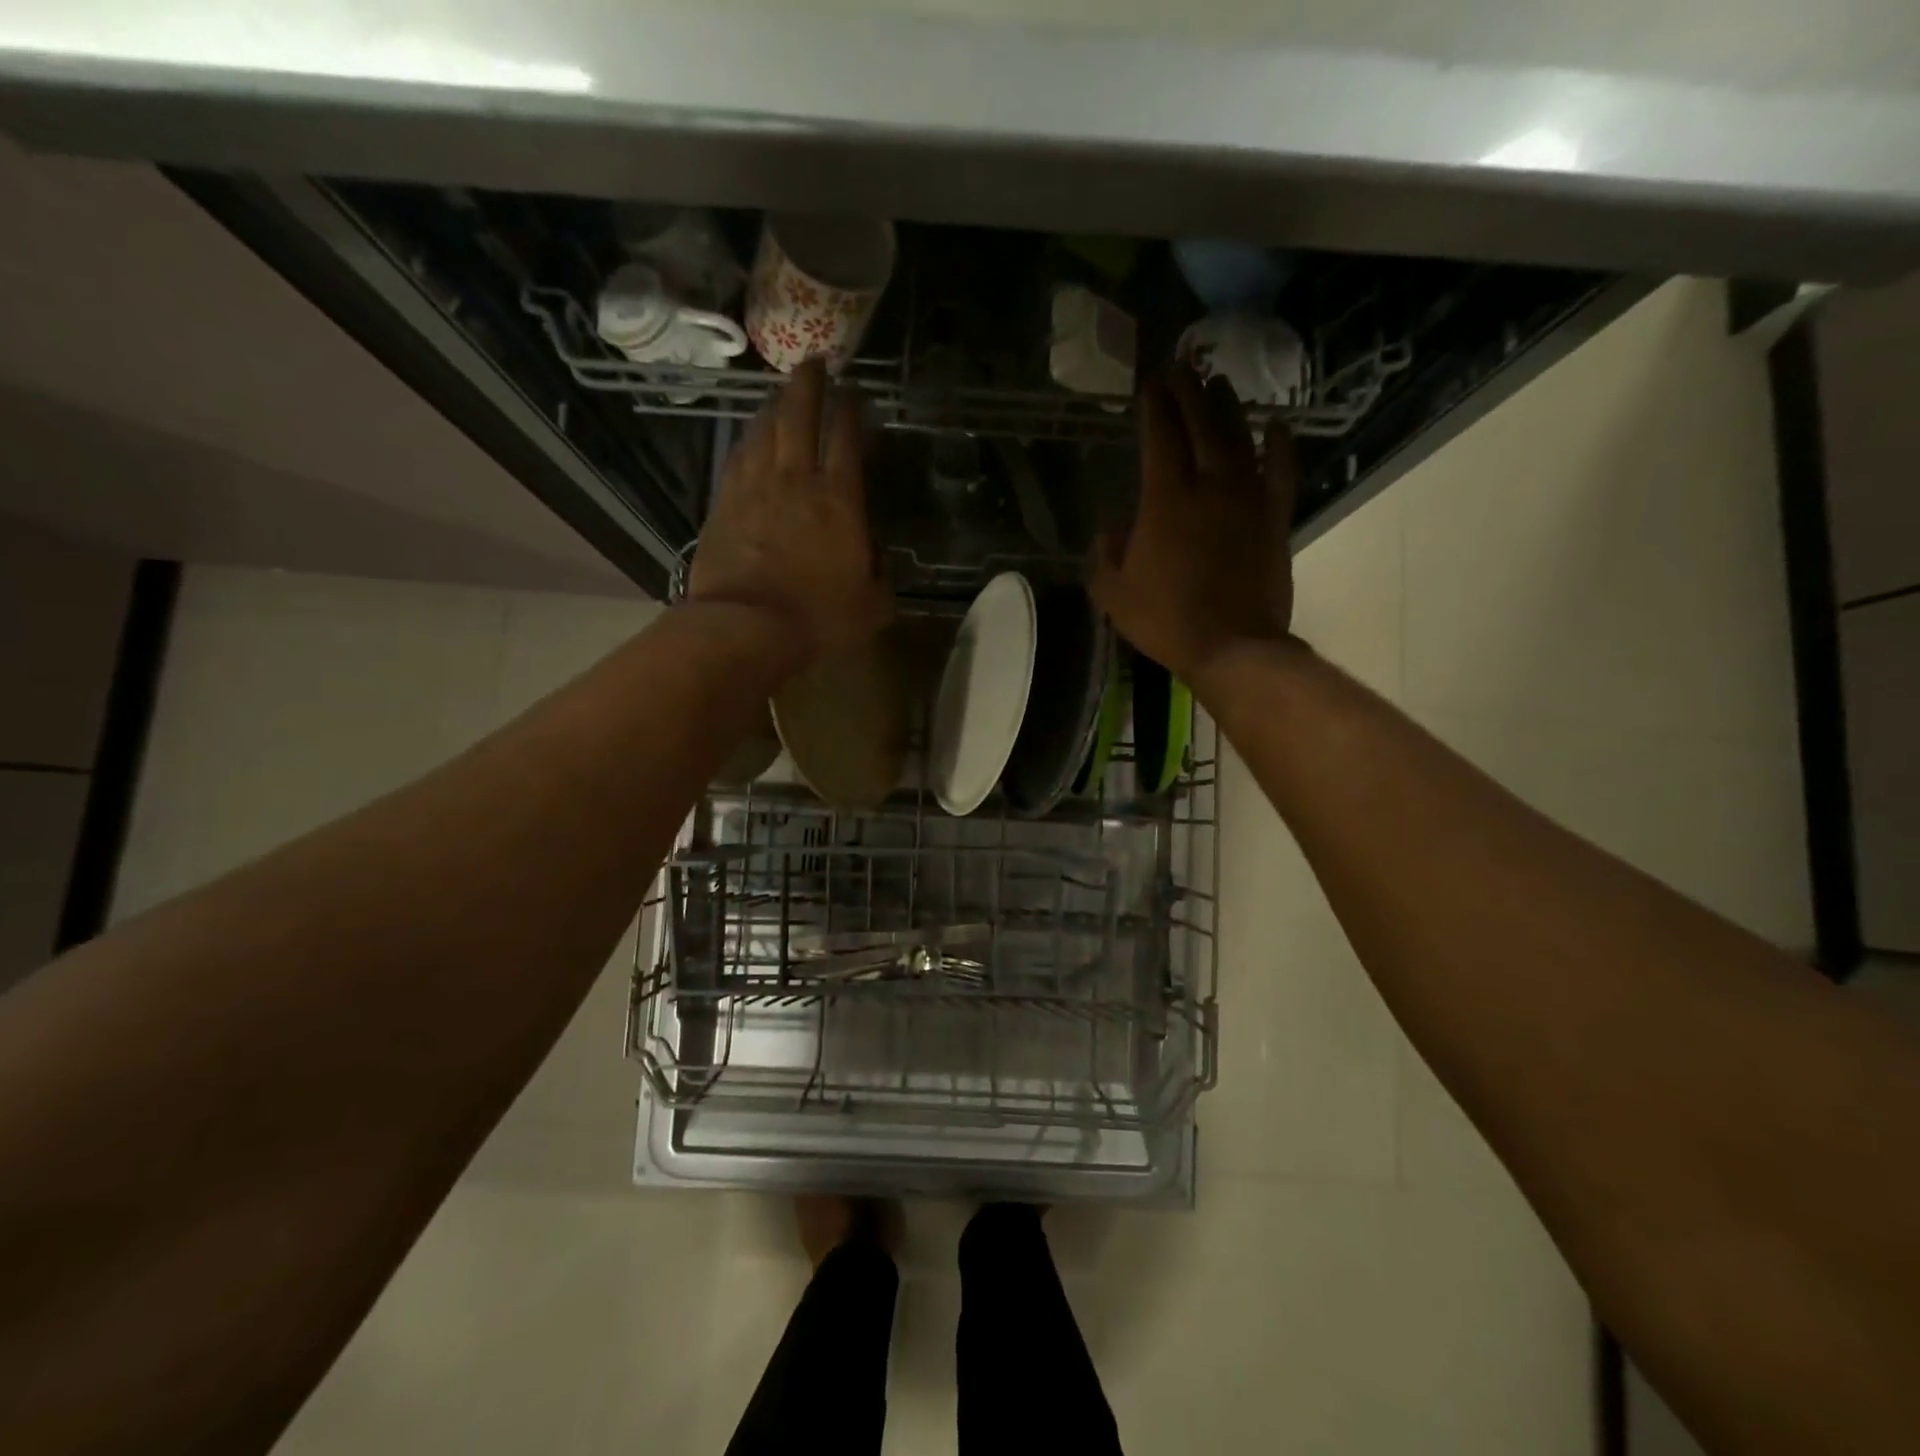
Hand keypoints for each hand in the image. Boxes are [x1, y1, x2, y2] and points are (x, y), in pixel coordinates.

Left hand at [688, 360, 892, 661]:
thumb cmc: (818, 619)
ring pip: (764, 429)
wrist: (746, 628)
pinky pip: (737, 457)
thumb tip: (874, 551)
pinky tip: (749, 437)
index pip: (847, 438)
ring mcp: (755, 488)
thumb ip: (880, 572)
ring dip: (775, 406)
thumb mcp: (873, 605)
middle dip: (809, 384)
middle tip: (814, 362)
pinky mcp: (724, 504)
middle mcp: (796, 480)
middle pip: (800, 416)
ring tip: (781, 393)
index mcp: (840, 499)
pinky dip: (748, 440)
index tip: (854, 392)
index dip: (851, 410)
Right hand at [1091, 367, 1296, 686]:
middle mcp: (1209, 486)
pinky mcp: (1274, 517)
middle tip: (1182, 366)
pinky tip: (1277, 425)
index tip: (1150, 380)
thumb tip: (1113, 530)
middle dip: (1189, 392)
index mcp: (1166, 500)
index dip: (1155, 405)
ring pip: (1240, 438)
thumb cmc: (1165, 621)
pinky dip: (1280, 445)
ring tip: (1219, 383)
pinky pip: (1281, 470)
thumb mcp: (1114, 594)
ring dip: (1228, 407)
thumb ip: (1106, 556)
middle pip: (1201, 425)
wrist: (1231, 646)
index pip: (1161, 437)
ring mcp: (1247, 499)